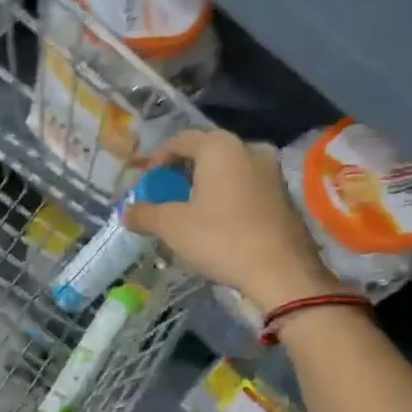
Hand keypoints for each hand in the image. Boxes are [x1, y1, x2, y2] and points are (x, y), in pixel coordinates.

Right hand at [123, 129, 339, 309]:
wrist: (282, 271)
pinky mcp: (285, 196)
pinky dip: (229, 198)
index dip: (157, 159)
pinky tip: (221, 223)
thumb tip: (126, 212)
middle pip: (207, 153)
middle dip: (184, 172)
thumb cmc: (221, 238)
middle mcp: (249, 148)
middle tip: (167, 196)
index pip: (180, 140)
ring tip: (192, 212)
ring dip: (208, 186)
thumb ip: (146, 214)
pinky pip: (248, 187)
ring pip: (230, 171)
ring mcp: (272, 172)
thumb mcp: (173, 227)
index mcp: (220, 146)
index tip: (146, 183)